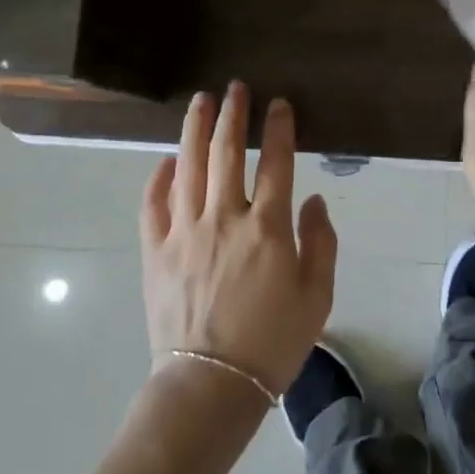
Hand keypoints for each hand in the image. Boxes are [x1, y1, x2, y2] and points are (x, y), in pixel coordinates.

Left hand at [139, 83, 337, 395]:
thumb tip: (312, 200)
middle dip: (233, 115)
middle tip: (235, 87)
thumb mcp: (317, 297)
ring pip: (188, 167)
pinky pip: (153, 204)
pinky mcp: (155, 251)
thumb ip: (320, 243)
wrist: (211, 386)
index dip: (279, 128)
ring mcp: (184, 232)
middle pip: (227, 153)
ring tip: (200, 101)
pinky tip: (167, 160)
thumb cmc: (273, 344)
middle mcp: (224, 219)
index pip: (276, 163)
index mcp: (268, 229)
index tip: (279, 104)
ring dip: (195, 130)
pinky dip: (159, 178)